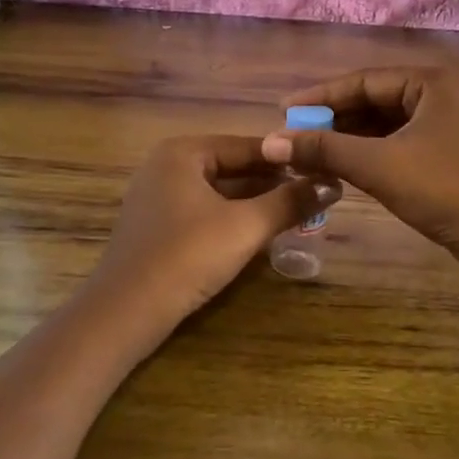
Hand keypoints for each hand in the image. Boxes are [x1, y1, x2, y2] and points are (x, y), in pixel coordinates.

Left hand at [85, 135, 338, 343]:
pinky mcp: (157, 226)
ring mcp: (158, 196)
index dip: (287, 158)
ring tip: (297, 211)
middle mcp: (167, 165)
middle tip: (315, 193)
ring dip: (256, 202)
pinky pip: (204, 211)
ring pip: (219, 191)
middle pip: (232, 167)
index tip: (323, 169)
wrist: (126, 312)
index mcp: (183, 152)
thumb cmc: (187, 256)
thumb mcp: (246, 227)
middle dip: (273, 182)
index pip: (247, 146)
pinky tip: (261, 232)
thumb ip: (290, 202)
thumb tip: (332, 183)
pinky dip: (233, 218)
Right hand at [260, 69, 458, 307]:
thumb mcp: (378, 165)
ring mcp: (447, 123)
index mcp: (432, 81)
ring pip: (384, 123)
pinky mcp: (447, 151)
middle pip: (373, 100)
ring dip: (348, 138)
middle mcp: (441, 93)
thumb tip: (270, 141)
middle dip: (333, 120)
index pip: (363, 80)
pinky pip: (398, 142)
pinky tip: (341, 167)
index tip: (283, 111)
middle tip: (294, 136)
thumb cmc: (443, 190)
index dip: (320, 96)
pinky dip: (368, 153)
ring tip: (309, 154)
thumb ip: (323, 148)